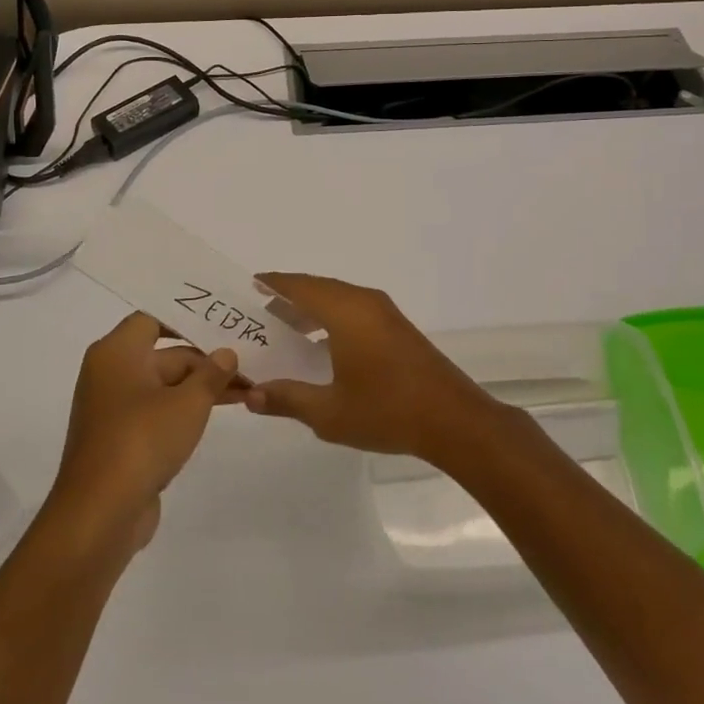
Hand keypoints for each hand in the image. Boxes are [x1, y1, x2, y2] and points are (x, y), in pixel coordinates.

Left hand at [48, 313, 243, 552]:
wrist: (100, 514)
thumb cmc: (142, 440)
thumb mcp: (189, 402)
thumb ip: (211, 373)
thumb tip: (226, 354)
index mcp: (117, 353)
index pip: (153, 318)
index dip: (187, 319)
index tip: (221, 323)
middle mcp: (110, 373)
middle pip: (163, 354)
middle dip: (204, 360)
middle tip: (248, 363)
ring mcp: (113, 409)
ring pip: (163, 385)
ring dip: (199, 387)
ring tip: (245, 389)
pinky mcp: (120, 439)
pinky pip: (156, 412)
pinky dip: (184, 411)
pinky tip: (217, 415)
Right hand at [243, 273, 508, 463]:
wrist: (453, 419)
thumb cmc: (386, 411)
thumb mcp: (328, 413)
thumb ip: (287, 399)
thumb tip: (250, 394)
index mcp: (346, 312)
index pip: (301, 287)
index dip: (274, 284)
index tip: (250, 284)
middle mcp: (365, 302)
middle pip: (319, 288)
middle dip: (290, 298)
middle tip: (260, 314)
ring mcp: (385, 313)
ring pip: (339, 298)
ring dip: (312, 308)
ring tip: (286, 330)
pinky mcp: (397, 328)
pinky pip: (355, 309)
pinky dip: (332, 317)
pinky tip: (323, 345)